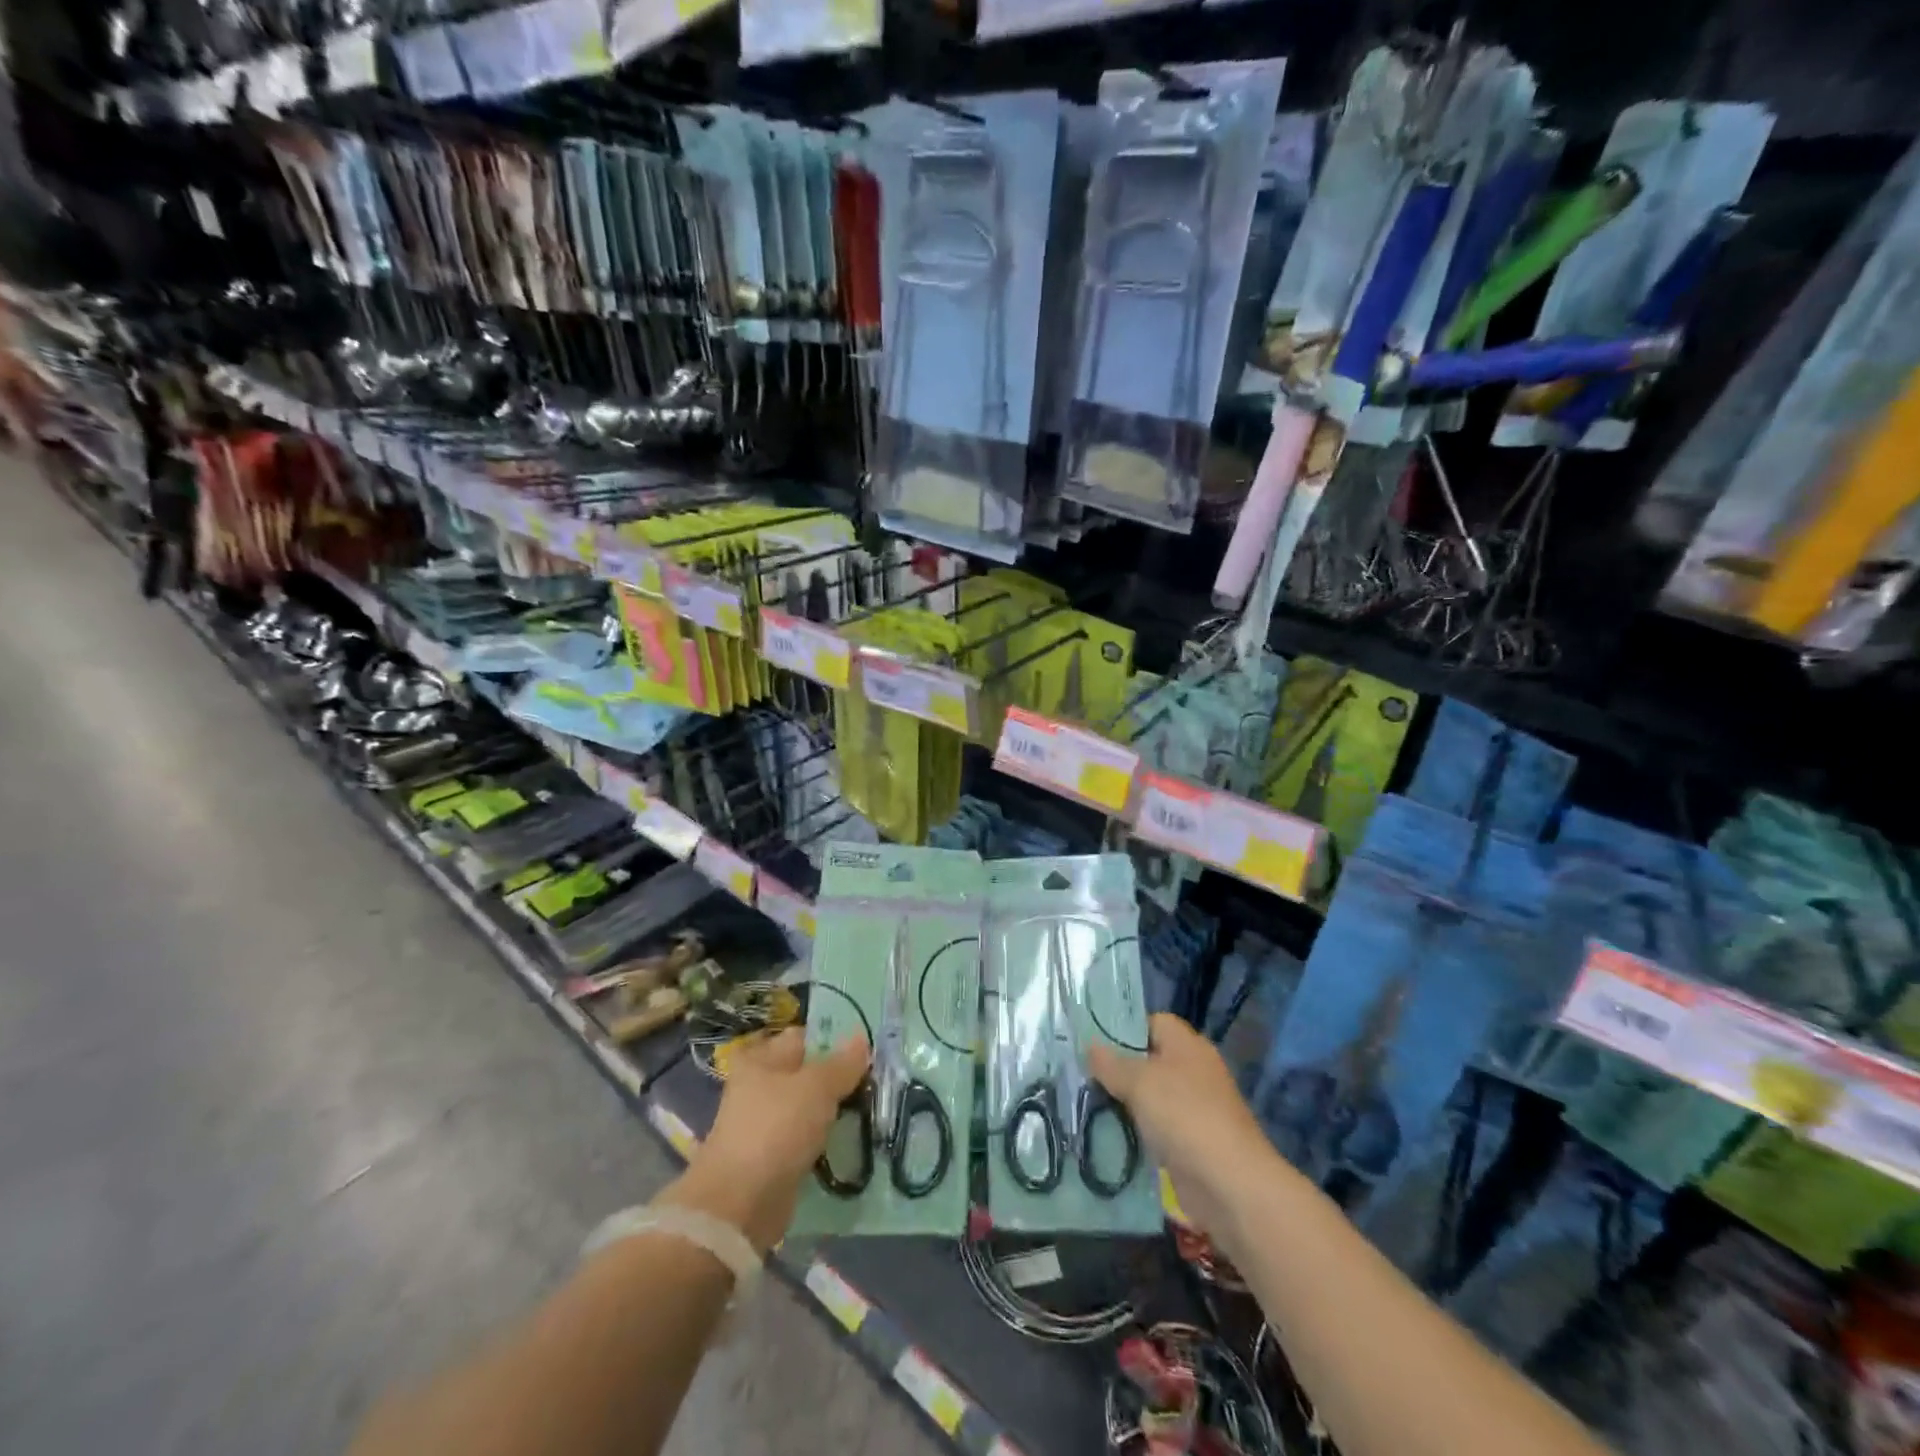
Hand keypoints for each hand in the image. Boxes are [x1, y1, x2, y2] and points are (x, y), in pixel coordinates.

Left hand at [663, 1029, 868, 1251]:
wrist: (741, 1203)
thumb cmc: (776, 1128)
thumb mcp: (817, 1087)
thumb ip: (842, 1063)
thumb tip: (861, 1037)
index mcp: (760, 1059)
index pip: (803, 1037)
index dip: (834, 1039)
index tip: (867, 1049)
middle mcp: (759, 1086)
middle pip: (807, 1072)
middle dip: (837, 1077)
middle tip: (874, 1080)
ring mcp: (765, 1123)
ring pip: (808, 1106)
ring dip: (832, 1109)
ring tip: (868, 1107)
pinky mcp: (773, 1156)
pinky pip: (806, 1136)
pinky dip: (823, 1137)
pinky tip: (849, 1137)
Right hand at [1089, 1014, 1283, 1237]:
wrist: (1229, 1184)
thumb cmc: (1184, 1117)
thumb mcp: (1139, 1082)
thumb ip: (1111, 1063)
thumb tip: (1090, 1046)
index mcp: (1187, 1045)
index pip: (1152, 1022)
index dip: (1124, 1028)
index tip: (1093, 1042)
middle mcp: (1194, 1070)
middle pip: (1150, 1059)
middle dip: (1119, 1068)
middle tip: (1084, 1075)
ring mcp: (1195, 1108)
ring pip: (1151, 1096)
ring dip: (1126, 1103)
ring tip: (1089, 1104)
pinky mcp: (1192, 1141)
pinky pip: (1157, 1127)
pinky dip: (1138, 1131)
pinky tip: (1110, 1135)